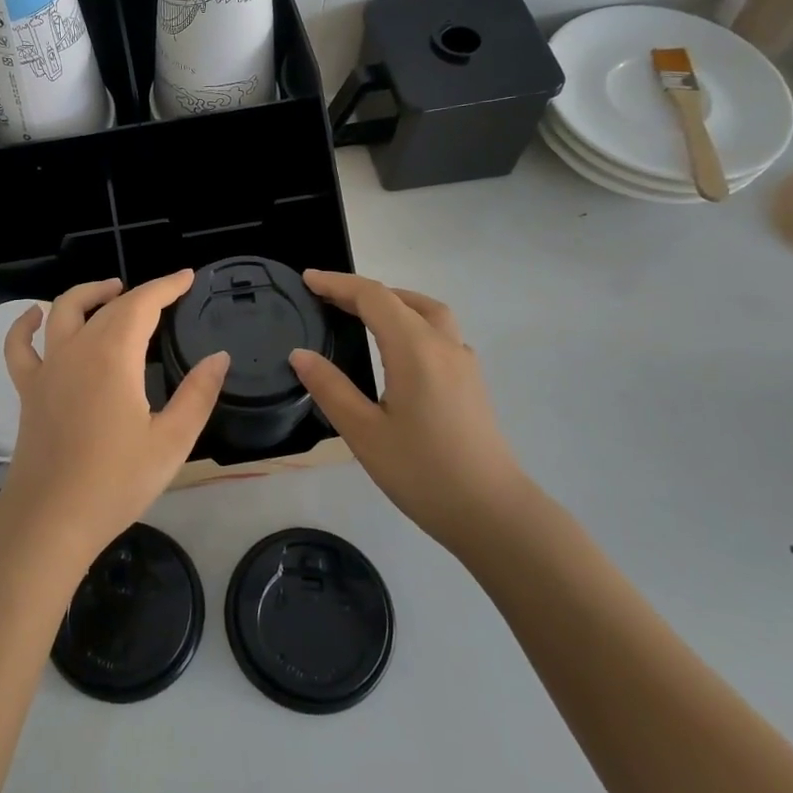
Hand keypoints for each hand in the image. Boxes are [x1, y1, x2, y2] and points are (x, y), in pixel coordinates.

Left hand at [0, 272, 229, 565]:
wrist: (50, 519)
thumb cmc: (115, 482)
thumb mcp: (171, 442)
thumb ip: (198, 394)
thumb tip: (219, 357)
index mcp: (113, 357)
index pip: (142, 304)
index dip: (166, 286)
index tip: (187, 277)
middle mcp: (77, 350)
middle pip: (108, 307)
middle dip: (139, 293)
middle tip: (165, 294)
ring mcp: (47, 368)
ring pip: (62, 311)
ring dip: (89, 294)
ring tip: (112, 290)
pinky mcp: (28, 390)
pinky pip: (19, 347)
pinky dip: (25, 325)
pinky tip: (35, 316)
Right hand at [289, 270, 527, 548]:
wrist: (492, 513)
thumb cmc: (423, 472)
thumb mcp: (364, 433)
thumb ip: (330, 388)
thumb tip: (300, 354)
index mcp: (415, 349)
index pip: (373, 298)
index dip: (338, 284)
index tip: (307, 279)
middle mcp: (443, 345)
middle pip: (402, 299)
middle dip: (363, 292)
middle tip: (328, 298)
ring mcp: (463, 362)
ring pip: (428, 312)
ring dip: (393, 302)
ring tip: (362, 314)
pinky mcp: (472, 382)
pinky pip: (439, 333)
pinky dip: (412, 323)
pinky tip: (398, 350)